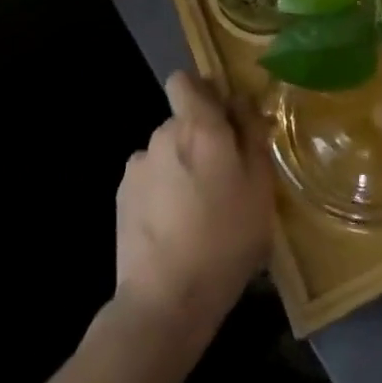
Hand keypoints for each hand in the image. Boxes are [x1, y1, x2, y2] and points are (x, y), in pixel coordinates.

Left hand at [113, 71, 273, 348]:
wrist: (165, 301)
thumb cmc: (225, 239)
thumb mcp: (259, 186)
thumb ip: (251, 134)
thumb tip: (241, 102)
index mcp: (198, 126)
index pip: (184, 81)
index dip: (202, 92)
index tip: (223, 118)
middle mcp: (163, 134)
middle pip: (181, 120)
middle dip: (199, 138)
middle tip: (223, 177)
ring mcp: (138, 167)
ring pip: (166, 152)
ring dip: (180, 166)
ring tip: (197, 209)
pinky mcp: (122, 198)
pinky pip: (149, 179)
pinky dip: (161, 191)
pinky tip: (174, 226)